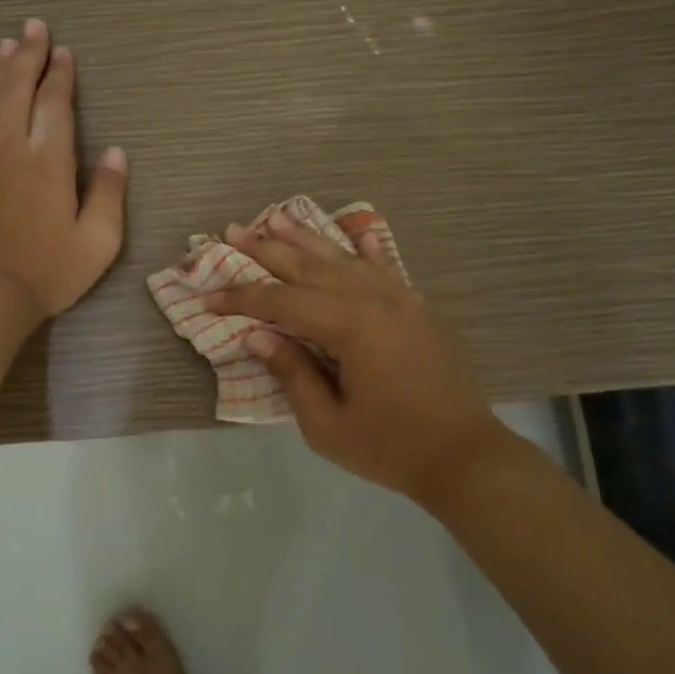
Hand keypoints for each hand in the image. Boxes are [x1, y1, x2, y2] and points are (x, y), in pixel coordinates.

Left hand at [0, 18, 127, 320]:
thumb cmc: (49, 271)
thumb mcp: (98, 239)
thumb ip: (108, 191)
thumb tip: (115, 151)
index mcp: (47, 160)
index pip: (54, 102)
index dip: (59, 73)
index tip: (63, 51)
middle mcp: (8, 148)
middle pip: (16, 88)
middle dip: (28, 55)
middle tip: (34, 27)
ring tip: (8, 46)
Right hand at [207, 212, 510, 502]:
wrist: (465, 456)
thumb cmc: (391, 447)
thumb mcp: (327, 425)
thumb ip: (292, 373)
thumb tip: (257, 335)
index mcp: (350, 327)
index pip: (282, 301)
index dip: (242, 298)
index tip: (209, 296)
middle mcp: (374, 299)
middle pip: (310, 267)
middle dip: (267, 249)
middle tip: (233, 231)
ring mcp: (401, 298)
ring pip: (344, 258)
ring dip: (307, 238)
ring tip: (276, 217)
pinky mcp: (418, 307)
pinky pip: (385, 268)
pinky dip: (365, 249)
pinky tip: (356, 234)